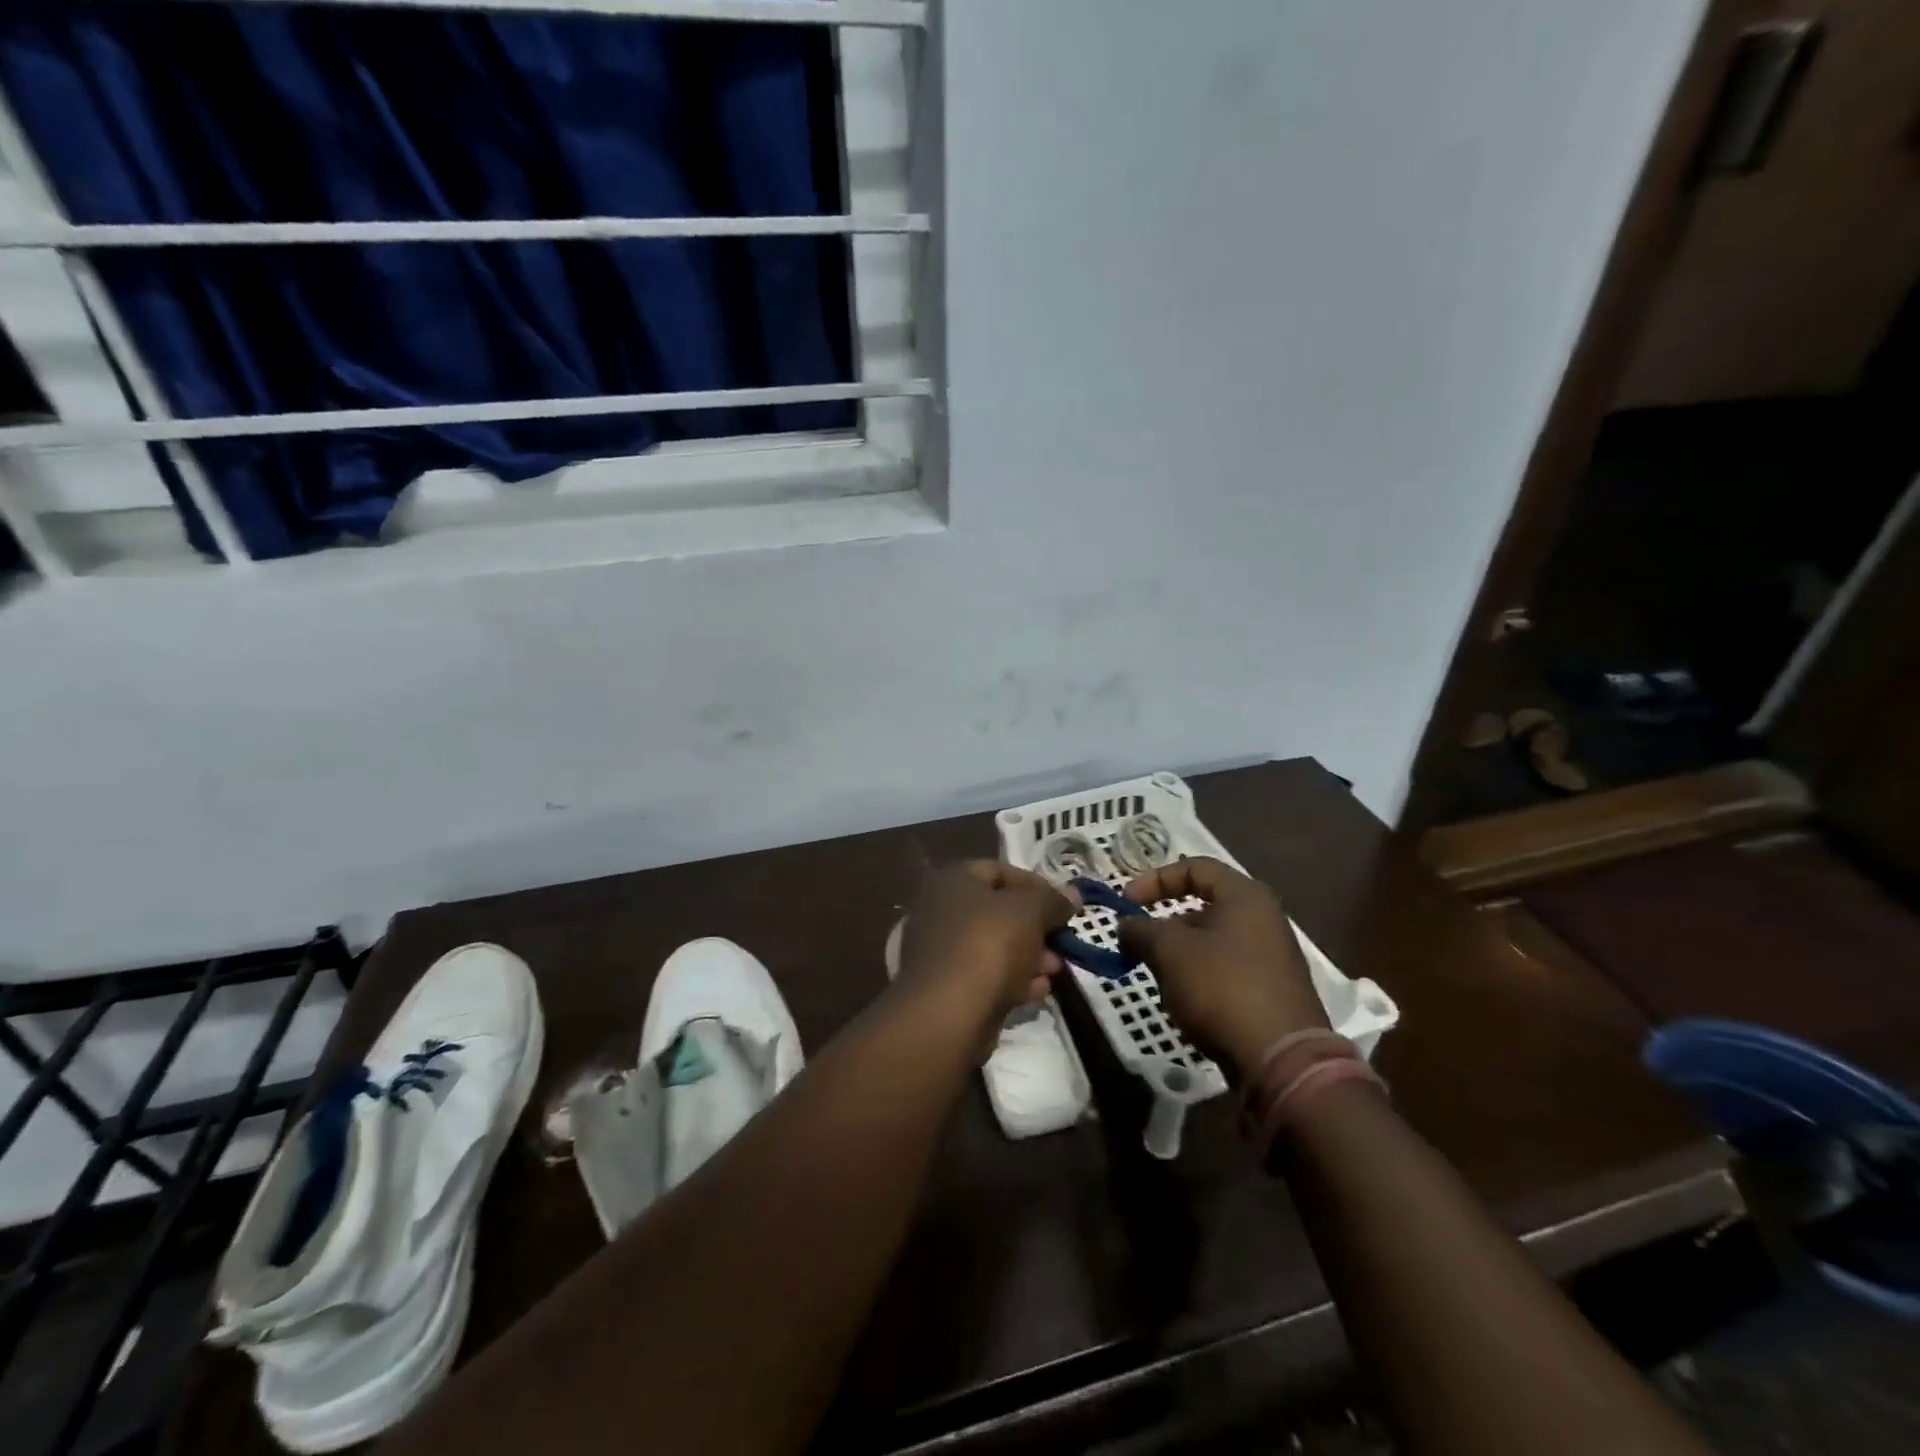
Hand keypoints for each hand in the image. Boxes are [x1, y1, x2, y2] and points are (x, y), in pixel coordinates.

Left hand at [896, 862, 1076, 1030]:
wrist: (949, 1013)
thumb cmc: (989, 945)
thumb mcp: (1030, 912)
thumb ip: (1053, 900)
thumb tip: (1072, 895)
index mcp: (953, 881)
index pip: (999, 871)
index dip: (1035, 884)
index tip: (1063, 905)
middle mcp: (941, 910)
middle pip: (998, 911)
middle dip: (1036, 926)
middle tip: (1062, 940)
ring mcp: (942, 951)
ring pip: (995, 946)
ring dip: (1030, 955)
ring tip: (1056, 969)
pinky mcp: (948, 988)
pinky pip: (988, 975)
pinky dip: (1014, 979)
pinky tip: (1039, 990)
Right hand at [1118, 857, 1327, 1080]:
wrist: (1282, 1061)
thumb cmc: (1222, 987)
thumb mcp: (1170, 951)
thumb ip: (1141, 930)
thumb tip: (1126, 925)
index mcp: (1246, 896)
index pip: (1194, 868)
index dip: (1155, 879)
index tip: (1126, 903)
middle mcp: (1264, 920)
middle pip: (1202, 907)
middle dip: (1163, 926)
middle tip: (1138, 946)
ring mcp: (1271, 958)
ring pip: (1210, 944)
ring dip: (1178, 956)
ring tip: (1158, 980)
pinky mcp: (1270, 993)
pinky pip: (1224, 972)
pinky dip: (1198, 979)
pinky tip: (1183, 1003)